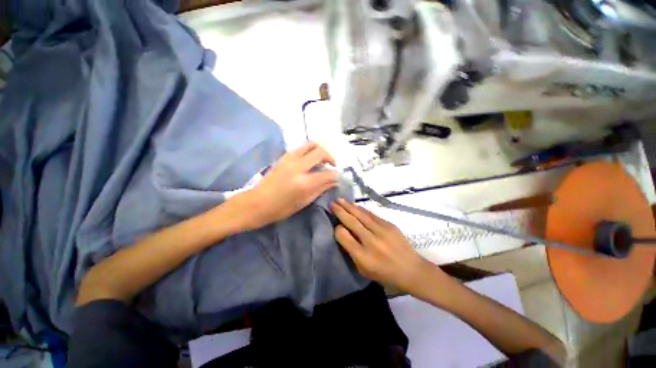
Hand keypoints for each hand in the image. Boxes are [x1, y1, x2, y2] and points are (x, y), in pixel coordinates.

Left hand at [242, 142, 338, 229]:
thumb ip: (321, 189)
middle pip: (321, 152)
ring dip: (320, 151)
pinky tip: (310, 161)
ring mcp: (290, 159)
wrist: (257, 203)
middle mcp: (298, 166)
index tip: (337, 177)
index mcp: (304, 182)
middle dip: (330, 157)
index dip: (335, 175)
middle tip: (332, 165)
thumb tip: (334, 182)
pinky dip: (310, 151)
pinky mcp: (284, 157)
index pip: (327, 173)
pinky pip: (302, 148)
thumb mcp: (304, 201)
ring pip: (311, 145)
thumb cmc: (281, 208)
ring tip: (322, 160)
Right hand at [330, 198, 442, 292]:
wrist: (411, 269)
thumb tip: (343, 232)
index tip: (336, 225)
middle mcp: (371, 241)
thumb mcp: (364, 270)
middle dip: (340, 211)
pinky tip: (355, 205)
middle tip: (332, 203)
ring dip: (349, 206)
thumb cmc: (385, 273)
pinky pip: (372, 214)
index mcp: (363, 256)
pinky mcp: (389, 225)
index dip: (338, 229)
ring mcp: (382, 231)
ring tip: (340, 200)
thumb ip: (351, 252)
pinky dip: (361, 209)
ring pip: (361, 215)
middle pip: (352, 222)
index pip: (344, 236)